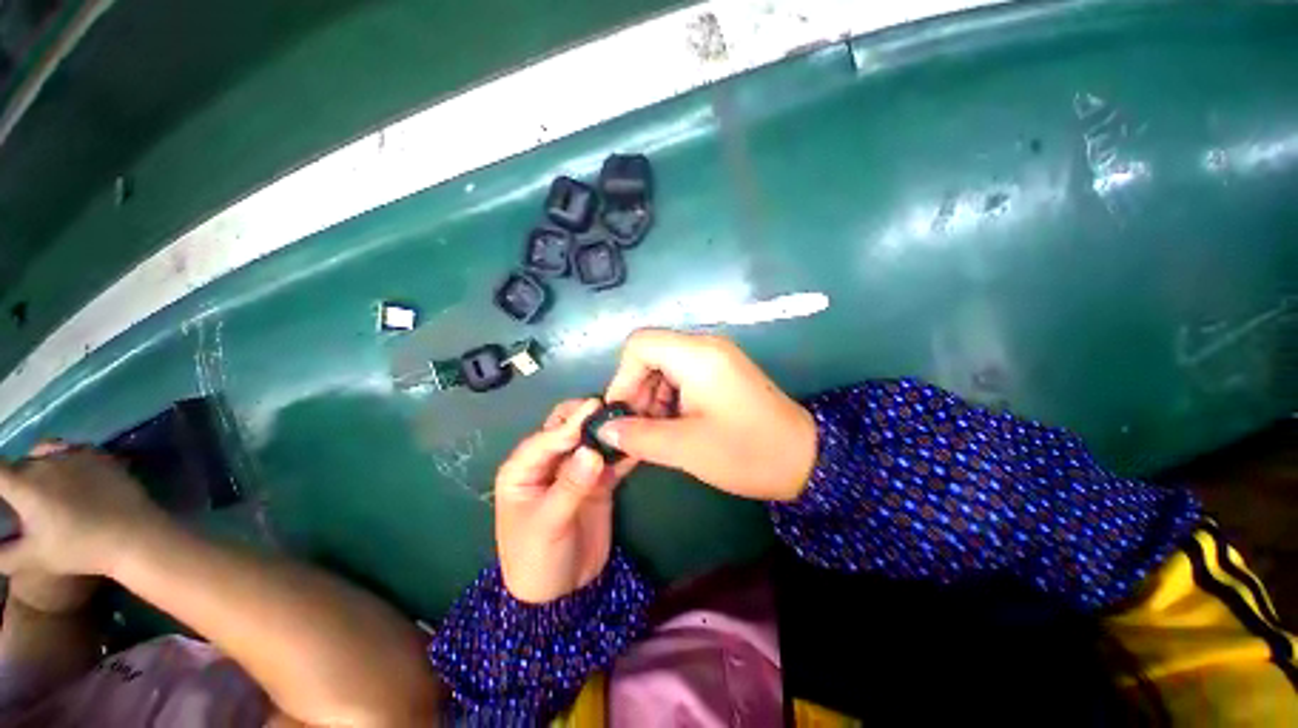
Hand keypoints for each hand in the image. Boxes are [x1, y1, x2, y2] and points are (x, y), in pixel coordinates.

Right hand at [0, 442, 163, 581]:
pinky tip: (67, 477)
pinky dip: (63, 459)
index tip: (0, 491)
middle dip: (13, 479)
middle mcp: (47, 462)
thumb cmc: (80, 549)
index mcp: (25, 484)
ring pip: (43, 451)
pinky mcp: (100, 455)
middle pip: (19, 464)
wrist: (133, 535)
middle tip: (17, 499)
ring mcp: (76, 454)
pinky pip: (73, 449)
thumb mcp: (32, 557)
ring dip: (36, 465)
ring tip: (40, 488)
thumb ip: (2, 554)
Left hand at [495, 399, 633, 603]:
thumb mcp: (547, 524)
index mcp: (523, 468)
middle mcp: (550, 461)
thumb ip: (570, 486)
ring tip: (632, 415)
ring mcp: (576, 469)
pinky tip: (640, 440)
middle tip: (613, 406)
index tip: (594, 407)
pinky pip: (612, 460)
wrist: (561, 594)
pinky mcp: (599, 480)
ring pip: (592, 440)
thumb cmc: (536, 559)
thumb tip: (593, 451)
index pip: (546, 438)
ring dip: (609, 429)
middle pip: (568, 429)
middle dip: (588, 416)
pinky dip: (624, 451)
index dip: (570, 424)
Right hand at [602, 329, 816, 501]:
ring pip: (664, 366)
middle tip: (638, 430)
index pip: (639, 344)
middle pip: (650, 354)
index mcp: (697, 355)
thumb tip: (603, 431)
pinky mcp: (722, 372)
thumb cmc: (747, 452)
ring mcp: (716, 358)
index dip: (623, 378)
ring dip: (653, 398)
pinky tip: (674, 426)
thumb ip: (638, 437)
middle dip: (637, 391)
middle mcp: (705, 346)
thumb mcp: (686, 448)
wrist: (805, 459)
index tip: (622, 414)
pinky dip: (670, 399)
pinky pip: (682, 375)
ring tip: (656, 433)